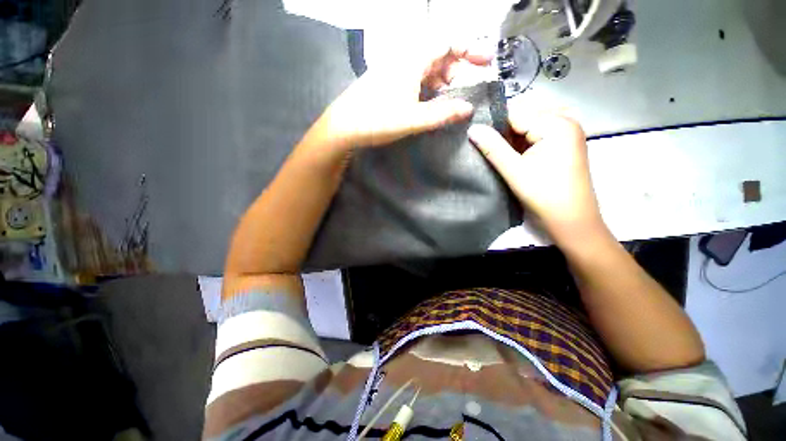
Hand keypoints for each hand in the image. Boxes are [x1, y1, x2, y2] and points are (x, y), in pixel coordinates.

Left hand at [310, 45, 491, 149]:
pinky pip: (415, 76)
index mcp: (412, 59)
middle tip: (466, 86)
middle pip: (438, 52)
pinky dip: (428, 85)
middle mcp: (404, 58)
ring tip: (449, 97)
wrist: (343, 127)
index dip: (469, 48)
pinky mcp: (389, 81)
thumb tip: (468, 109)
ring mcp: (395, 69)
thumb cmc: (377, 120)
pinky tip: (430, 99)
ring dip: (442, 78)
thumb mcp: (412, 119)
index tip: (485, 62)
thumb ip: (441, 114)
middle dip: (457, 66)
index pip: (447, 41)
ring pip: (427, 65)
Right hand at [467, 113, 606, 244]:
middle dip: (502, 132)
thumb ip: (492, 147)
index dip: (493, 124)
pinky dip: (521, 144)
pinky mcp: (563, 145)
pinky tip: (511, 156)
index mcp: (556, 123)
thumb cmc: (544, 195)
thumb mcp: (514, 170)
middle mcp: (565, 121)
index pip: (516, 113)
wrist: (572, 221)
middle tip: (482, 146)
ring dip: (510, 140)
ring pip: (528, 128)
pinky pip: (537, 136)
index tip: (473, 135)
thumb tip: (471, 128)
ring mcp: (566, 133)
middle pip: (523, 118)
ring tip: (494, 153)